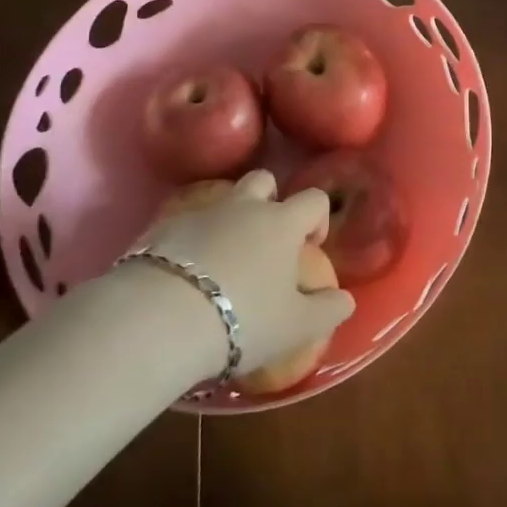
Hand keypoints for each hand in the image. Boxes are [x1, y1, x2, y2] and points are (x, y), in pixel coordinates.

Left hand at [133, 169, 354, 376]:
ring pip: (222, 200)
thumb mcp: (296, 326)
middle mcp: (244, 207)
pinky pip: (185, 224)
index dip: (317, 218)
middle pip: (264, 180)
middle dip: (270, 201)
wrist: (159, 318)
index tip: (310, 248)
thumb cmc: (242, 318)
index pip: (313, 199)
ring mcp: (200, 213)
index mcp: (281, 223)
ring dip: (229, 220)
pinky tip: (184, 278)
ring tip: (224, 262)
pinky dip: (191, 241)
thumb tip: (346, 300)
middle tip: (265, 242)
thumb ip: (328, 310)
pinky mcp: (161, 229)